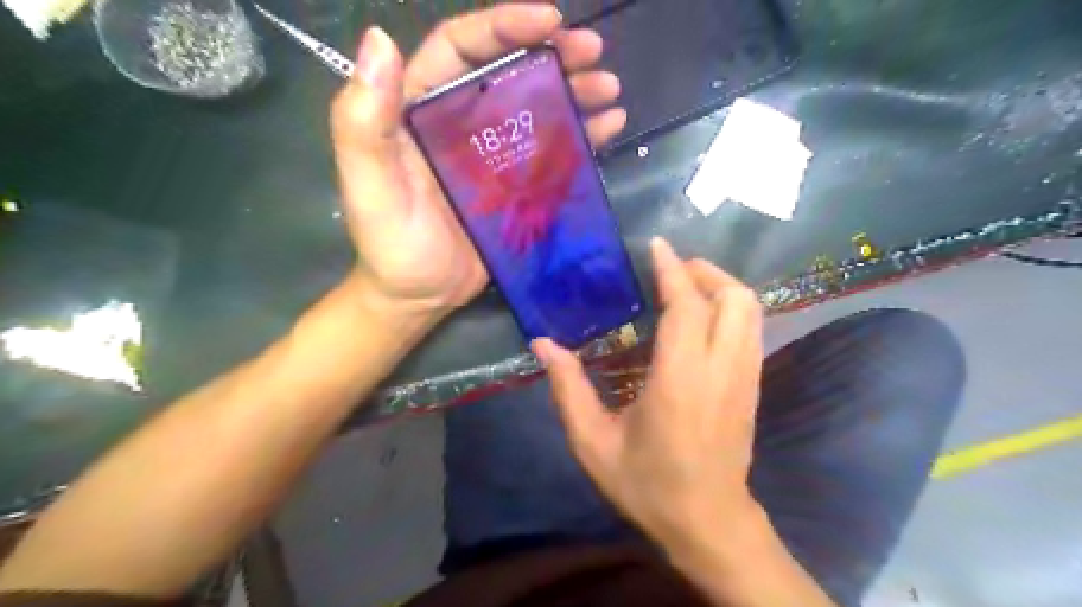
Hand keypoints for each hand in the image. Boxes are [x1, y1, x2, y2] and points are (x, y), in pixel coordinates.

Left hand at [330, 6, 626, 316]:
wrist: (421, 296)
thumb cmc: (391, 244)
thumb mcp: (369, 185)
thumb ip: (363, 121)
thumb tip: (379, 38)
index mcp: (423, 110)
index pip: (461, 49)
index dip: (503, 26)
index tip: (550, 20)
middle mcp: (462, 123)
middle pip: (510, 72)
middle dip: (553, 54)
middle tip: (594, 51)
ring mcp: (495, 156)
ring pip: (538, 109)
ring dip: (575, 91)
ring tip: (609, 88)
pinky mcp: (519, 186)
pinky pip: (553, 152)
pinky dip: (583, 136)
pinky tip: (610, 126)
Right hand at [532, 239, 762, 551]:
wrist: (708, 523)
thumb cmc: (647, 485)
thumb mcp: (593, 443)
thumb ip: (567, 388)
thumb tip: (542, 344)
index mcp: (681, 380)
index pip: (687, 306)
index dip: (672, 269)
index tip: (655, 245)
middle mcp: (723, 369)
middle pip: (734, 297)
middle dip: (703, 271)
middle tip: (668, 270)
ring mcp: (746, 377)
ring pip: (751, 309)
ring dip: (720, 286)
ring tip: (683, 287)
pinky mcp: (753, 385)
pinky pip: (751, 328)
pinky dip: (729, 307)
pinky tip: (699, 318)